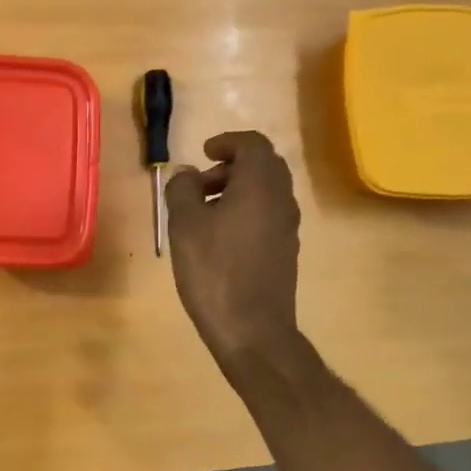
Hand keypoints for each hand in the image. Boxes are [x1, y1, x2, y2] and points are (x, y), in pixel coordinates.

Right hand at [164, 131, 300, 361]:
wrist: (252, 329)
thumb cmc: (214, 270)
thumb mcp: (185, 224)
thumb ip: (182, 189)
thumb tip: (186, 174)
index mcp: (260, 185)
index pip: (253, 144)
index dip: (227, 142)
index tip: (203, 153)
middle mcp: (281, 200)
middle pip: (264, 165)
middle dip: (231, 165)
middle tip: (200, 183)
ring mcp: (287, 227)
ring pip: (266, 191)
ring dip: (237, 189)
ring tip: (203, 211)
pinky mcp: (285, 250)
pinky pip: (267, 214)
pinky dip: (245, 210)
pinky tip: (219, 237)